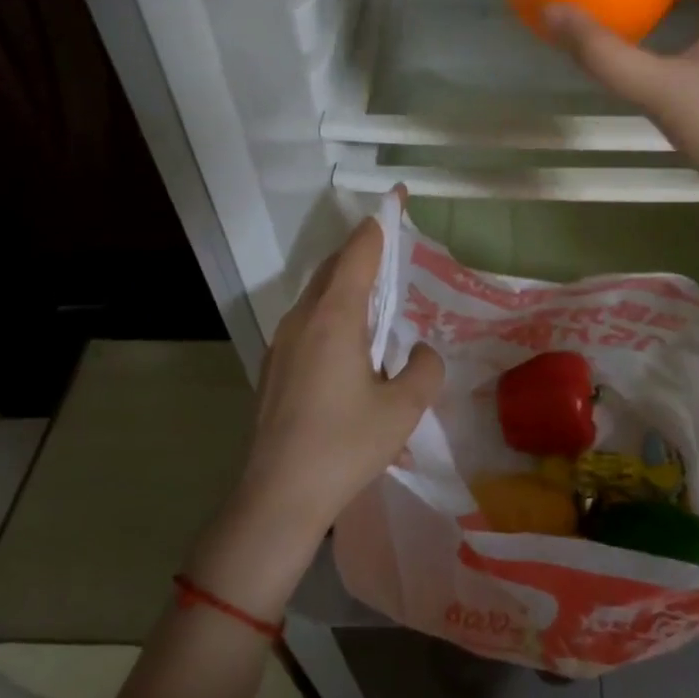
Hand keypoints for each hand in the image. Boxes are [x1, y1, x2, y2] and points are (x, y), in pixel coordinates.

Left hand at [234, 215, 443, 542]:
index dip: (381, 223)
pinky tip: (349, 342)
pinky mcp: (275, 367)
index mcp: (334, 316)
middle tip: (394, 247)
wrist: (277, 498)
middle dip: (363, 250)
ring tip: (377, 296)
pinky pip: (308, 320)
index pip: (360, 251)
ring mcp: (282, 342)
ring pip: (317, 294)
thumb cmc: (344, 446)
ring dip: (346, 283)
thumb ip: (424, 368)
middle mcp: (303, 318)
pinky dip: (332, 311)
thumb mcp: (403, 408)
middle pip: (334, 267)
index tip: (398, 199)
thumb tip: (419, 350)